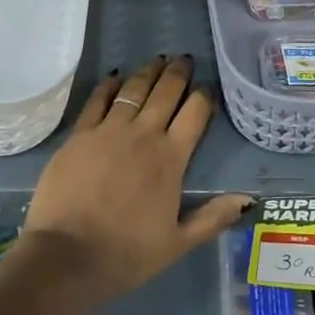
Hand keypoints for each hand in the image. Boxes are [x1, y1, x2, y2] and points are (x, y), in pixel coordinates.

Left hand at [22, 55, 250, 301]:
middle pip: (166, 92)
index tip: (207, 88)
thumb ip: (213, 218)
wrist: (67, 256)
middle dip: (178, 73)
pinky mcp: (80, 134)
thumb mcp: (178, 243)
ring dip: (148, 72)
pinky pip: (98, 100)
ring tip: (158, 59)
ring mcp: (109, 130)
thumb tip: (248, 198)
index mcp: (171, 158)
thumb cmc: (126, 254)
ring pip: (134, 89)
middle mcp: (144, 134)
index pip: (195, 114)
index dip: (203, 97)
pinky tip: (115, 77)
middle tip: (185, 59)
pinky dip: (110, 85)